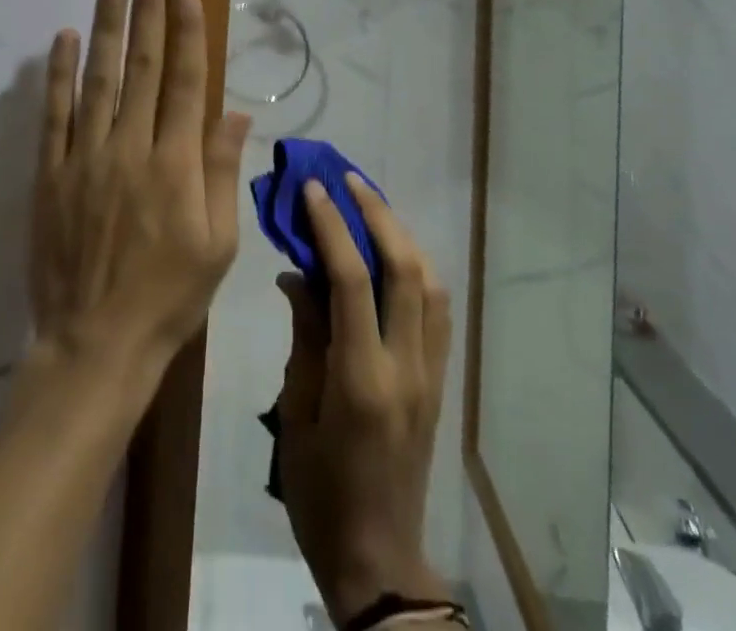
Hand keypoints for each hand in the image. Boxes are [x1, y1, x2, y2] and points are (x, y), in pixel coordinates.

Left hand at [29, 0, 252, 376]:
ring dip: (105, 27)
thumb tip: (235, 111)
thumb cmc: (169, 296)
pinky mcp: (51, 174)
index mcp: (176, 164)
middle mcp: (131, 148)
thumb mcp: (218, 243)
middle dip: (146, 10)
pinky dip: (58, 74)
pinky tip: (62, 38)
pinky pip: (55, 115)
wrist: (96, 344)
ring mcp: (86, 158)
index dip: (187, 30)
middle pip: (142, 66)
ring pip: (98, 79)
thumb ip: (223, 171)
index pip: (185, 81)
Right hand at [276, 176, 453, 625]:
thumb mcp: (295, 413)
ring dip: (402, 235)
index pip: (352, 281)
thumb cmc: (320, 489)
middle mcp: (406, 367)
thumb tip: (297, 273)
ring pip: (431, 284)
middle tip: (348, 180)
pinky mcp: (440, 380)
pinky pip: (438, 311)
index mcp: (362, 379)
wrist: (377, 556)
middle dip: (377, 215)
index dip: (332, 226)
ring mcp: (431, 373)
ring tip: (371, 205)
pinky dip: (418, 269)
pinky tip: (395, 253)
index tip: (313, 189)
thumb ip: (304, 336)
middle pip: (405, 271)